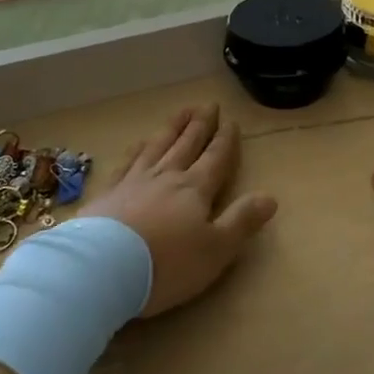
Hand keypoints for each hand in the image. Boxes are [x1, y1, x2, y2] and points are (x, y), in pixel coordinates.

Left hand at [88, 104, 276, 315]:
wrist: (102, 269)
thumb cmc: (167, 264)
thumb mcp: (216, 250)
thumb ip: (242, 221)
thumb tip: (271, 197)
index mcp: (195, 189)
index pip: (215, 158)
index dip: (225, 140)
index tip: (231, 122)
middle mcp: (166, 177)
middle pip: (187, 144)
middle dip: (200, 125)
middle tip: (208, 104)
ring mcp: (133, 181)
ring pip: (158, 146)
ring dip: (172, 128)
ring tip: (181, 111)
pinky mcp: (107, 193)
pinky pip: (127, 162)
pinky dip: (137, 149)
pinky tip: (139, 142)